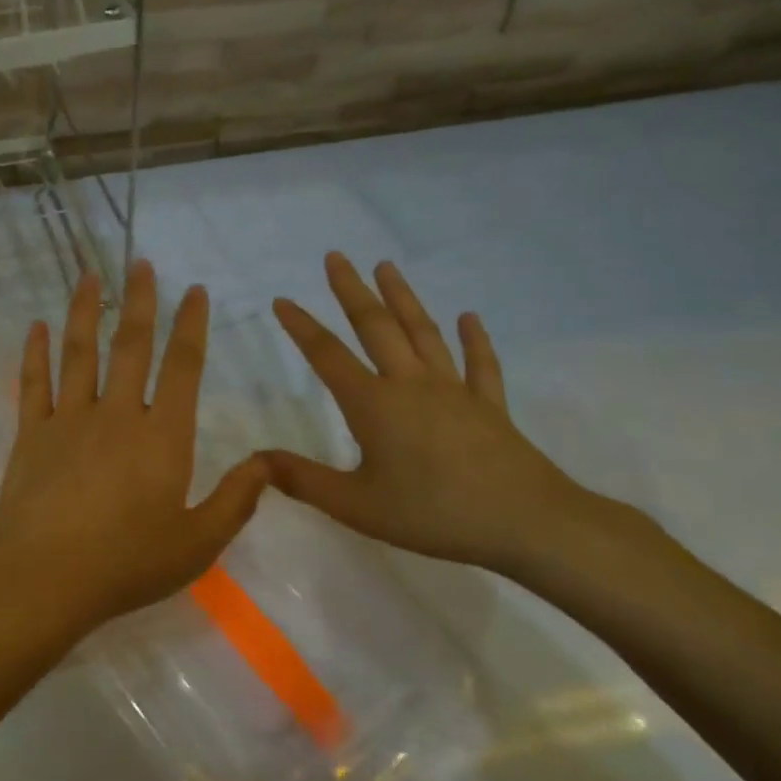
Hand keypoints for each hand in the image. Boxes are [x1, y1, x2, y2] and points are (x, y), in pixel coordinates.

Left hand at [0, 261, 267, 652]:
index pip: (183, 367)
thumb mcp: (197, 543)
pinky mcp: (31, 433)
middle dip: (139, 301)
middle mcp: (116, 414)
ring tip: (88, 275)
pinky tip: (37, 326)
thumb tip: (266, 463)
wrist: (41, 577)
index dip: (191, 326)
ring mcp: (68, 419)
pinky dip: (35, 352)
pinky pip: (34, 382)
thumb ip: (236, 501)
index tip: (194, 291)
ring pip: (79, 352)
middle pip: (130, 345)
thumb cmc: (126, 564)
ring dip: (84, 310)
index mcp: (163, 436)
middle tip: (141, 262)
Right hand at [266, 254, 584, 574]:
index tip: (281, 300)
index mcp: (374, 405)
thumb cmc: (433, 514)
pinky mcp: (489, 406)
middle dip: (352, 291)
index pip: (328, 356)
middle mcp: (411, 385)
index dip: (302, 327)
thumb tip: (255, 459)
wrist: (525, 522)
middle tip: (336, 257)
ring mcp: (454, 391)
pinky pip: (479, 365)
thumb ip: (303, 480)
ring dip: (403, 298)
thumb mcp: (356, 506)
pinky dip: (473, 340)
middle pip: (376, 327)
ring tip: (387, 266)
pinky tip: (469, 318)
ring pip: (423, 333)